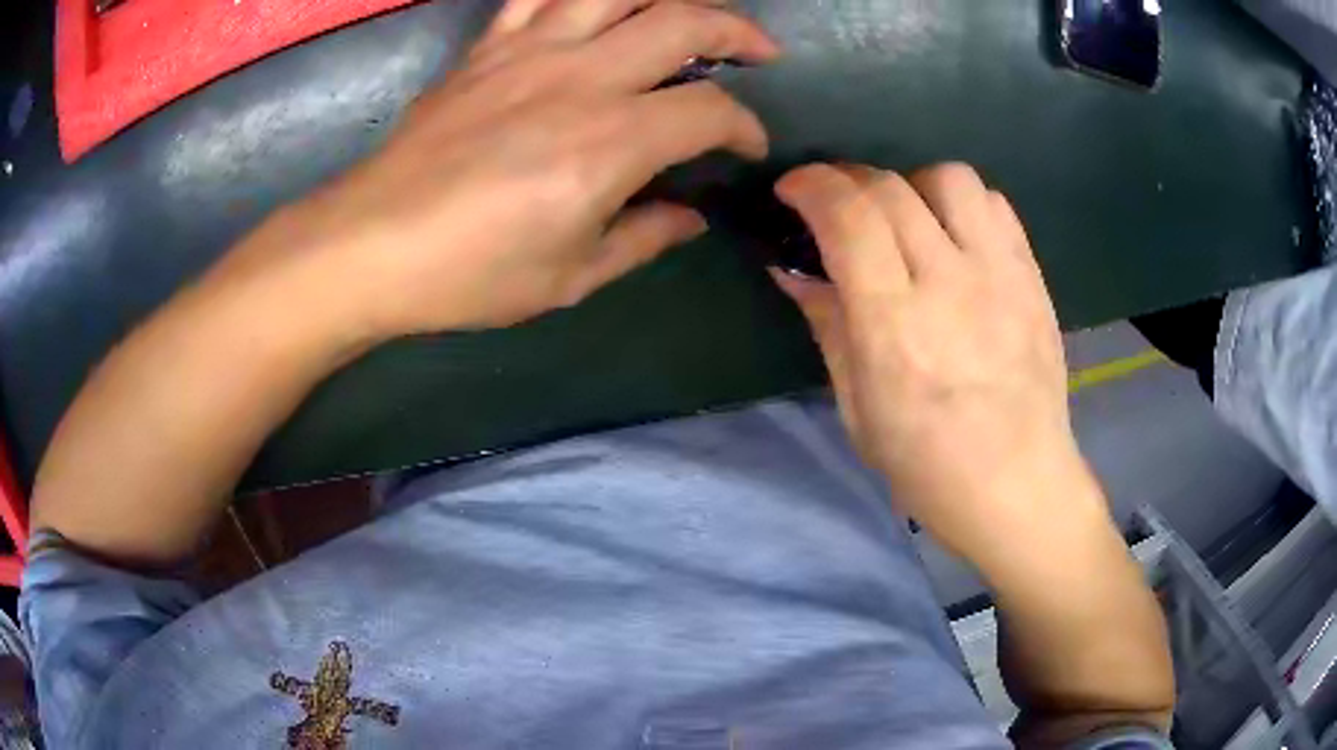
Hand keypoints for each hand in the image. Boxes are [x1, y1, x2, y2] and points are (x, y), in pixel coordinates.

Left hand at [235, 0, 778, 336]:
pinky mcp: (489, 49)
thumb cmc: (469, 273)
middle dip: (739, 31)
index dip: (744, 127)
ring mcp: (529, 51)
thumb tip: (690, 216)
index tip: (747, 147)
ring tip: (689, 14)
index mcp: (609, 142)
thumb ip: (643, 237)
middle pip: (683, 22)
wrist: (369, 243)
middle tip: (760, 52)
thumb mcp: (569, 277)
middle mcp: (579, 78)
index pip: (709, 112)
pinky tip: (600, 9)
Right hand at [773, 163, 1089, 561]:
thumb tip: (792, 271)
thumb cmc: (928, 465)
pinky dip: (963, 203)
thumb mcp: (858, 409)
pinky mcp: (1032, 277)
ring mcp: (1000, 275)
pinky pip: (995, 204)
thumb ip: (828, 326)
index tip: (791, 191)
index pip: (849, 217)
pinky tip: (954, 235)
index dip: (811, 186)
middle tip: (835, 204)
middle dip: (847, 179)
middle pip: (891, 188)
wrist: (1019, 486)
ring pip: (949, 178)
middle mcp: (950, 284)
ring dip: (911, 185)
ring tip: (905, 218)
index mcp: (895, 326)